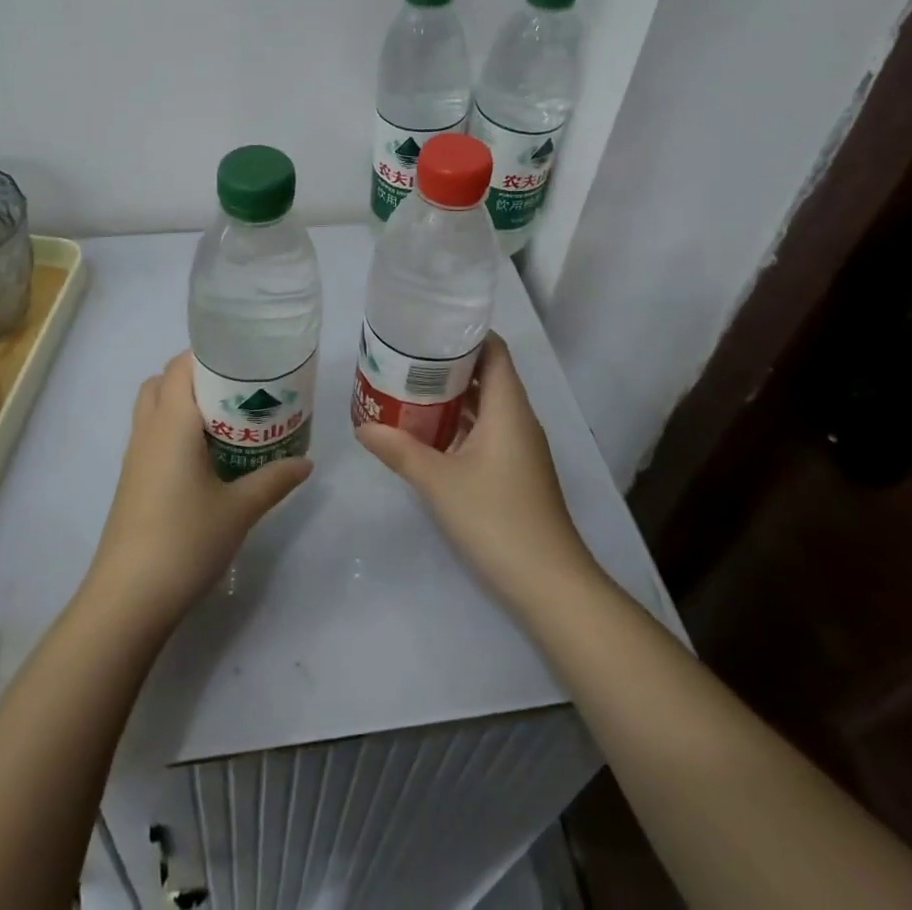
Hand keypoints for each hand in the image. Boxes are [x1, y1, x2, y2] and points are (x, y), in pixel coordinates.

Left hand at [86, 352, 312, 629]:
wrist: (128, 598)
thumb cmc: (185, 540)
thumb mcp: (240, 509)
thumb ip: (274, 479)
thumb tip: (306, 462)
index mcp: (171, 422)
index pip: (181, 365)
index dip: (209, 354)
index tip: (244, 359)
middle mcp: (148, 430)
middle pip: (163, 380)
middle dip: (197, 376)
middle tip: (237, 389)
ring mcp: (135, 456)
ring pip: (154, 407)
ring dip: (183, 402)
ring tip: (225, 419)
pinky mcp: (132, 480)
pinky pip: (152, 434)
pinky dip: (174, 429)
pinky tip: (205, 457)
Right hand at [356, 334, 598, 611]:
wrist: (549, 584)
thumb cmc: (496, 518)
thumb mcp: (438, 481)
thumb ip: (399, 450)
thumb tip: (362, 426)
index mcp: (508, 407)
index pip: (493, 350)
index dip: (464, 333)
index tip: (427, 327)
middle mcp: (517, 419)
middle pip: (486, 374)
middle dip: (447, 364)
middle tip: (403, 357)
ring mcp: (519, 447)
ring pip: (484, 406)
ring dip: (451, 397)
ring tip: (406, 388)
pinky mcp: (515, 472)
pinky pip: (485, 431)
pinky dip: (458, 425)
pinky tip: (426, 434)